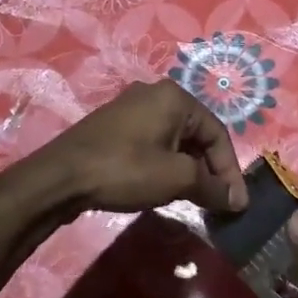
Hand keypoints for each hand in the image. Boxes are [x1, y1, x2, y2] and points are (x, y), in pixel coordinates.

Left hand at [33, 80, 249, 216]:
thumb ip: (212, 187)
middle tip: (216, 203)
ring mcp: (132, 108)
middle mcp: (155, 94)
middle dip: (210, 170)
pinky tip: (163, 187)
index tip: (236, 204)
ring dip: (189, 170)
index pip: (218, 134)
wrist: (60, 177)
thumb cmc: (125, 169)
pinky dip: (166, 165)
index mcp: (175, 97)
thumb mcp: (176, 179)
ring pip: (175, 140)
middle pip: (197, 135)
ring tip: (193, 199)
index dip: (230, 171)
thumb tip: (237, 200)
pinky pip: (153, 143)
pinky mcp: (115, 126)